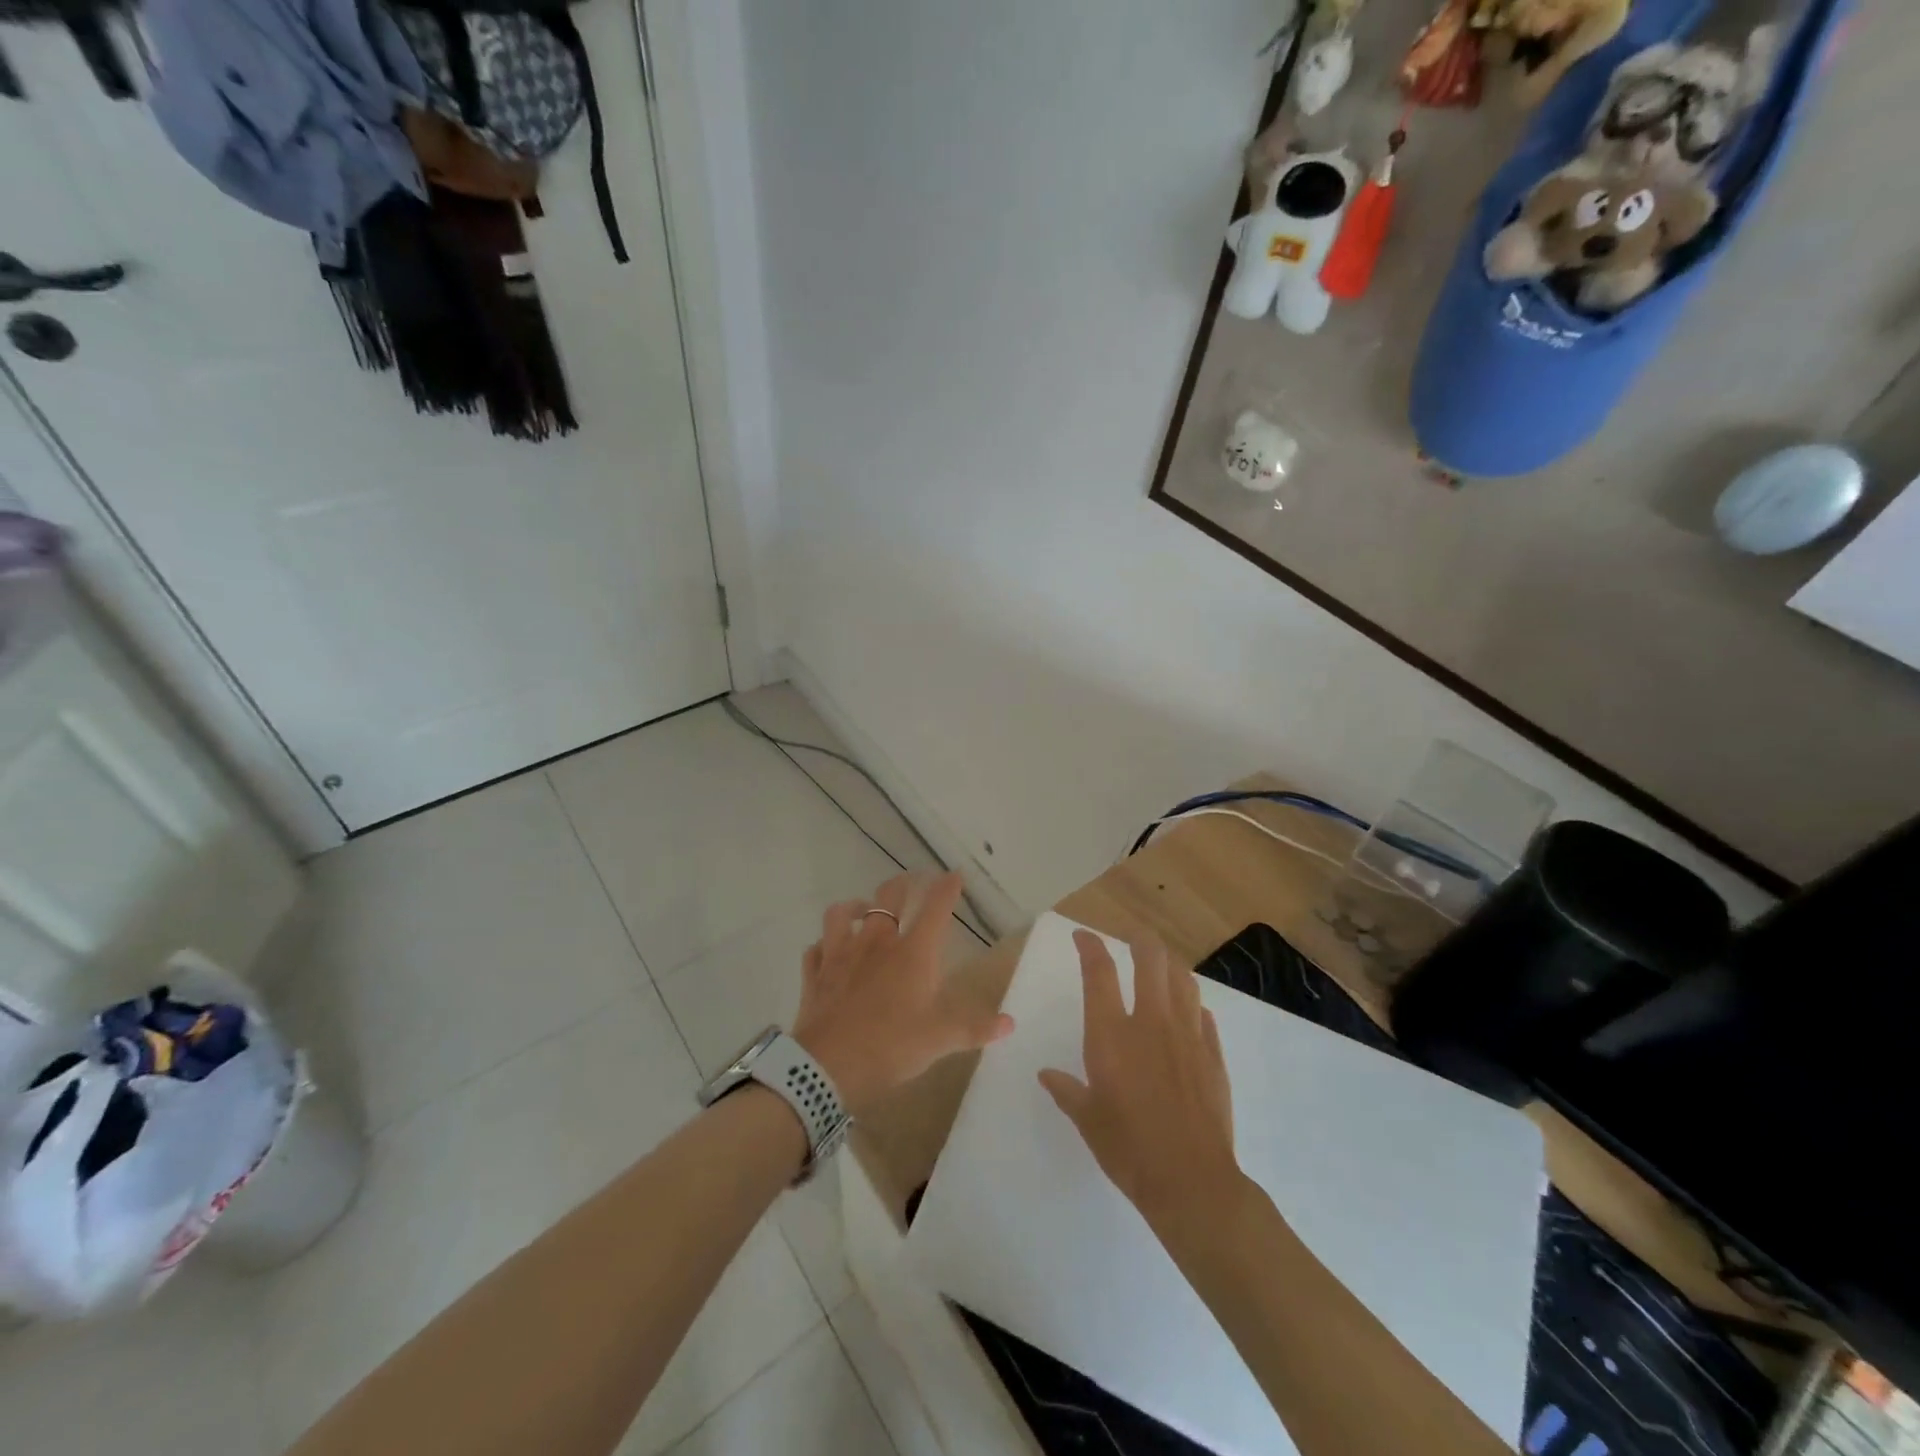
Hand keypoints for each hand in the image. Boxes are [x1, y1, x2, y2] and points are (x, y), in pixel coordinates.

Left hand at [792, 873, 1012, 1118]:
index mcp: (912, 952)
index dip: (947, 888)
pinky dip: (823, 945)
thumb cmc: (891, 1047)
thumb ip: (975, 1028)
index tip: (954, 876)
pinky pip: (815, 948)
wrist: (827, 1067)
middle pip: (888, 896)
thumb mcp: (940, 1040)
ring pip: (843, 913)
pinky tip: (827, 950)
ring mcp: (840, 954)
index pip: (935, 908)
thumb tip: (1009, 1023)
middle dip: (903, 885)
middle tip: (911, 883)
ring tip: (863, 909)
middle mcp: (876, 942)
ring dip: (855, 906)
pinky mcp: (815, 973)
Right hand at [1039, 931, 1242, 1231]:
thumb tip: (1047, 1075)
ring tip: (1161, 967)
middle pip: (1150, 959)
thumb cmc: (1129, 1149)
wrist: (1191, 1182)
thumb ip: (1067, 1091)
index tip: (1083, 936)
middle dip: (1140, 940)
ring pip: (1182, 980)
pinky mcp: (1213, 1055)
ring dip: (1169, 966)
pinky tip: (1189, 1013)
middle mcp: (1151, 1022)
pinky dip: (1193, 1006)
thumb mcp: (1088, 1120)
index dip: (1090, 946)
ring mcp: (1187, 1036)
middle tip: (1131, 940)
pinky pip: (1204, 1016)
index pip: (1099, 972)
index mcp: (1112, 1034)